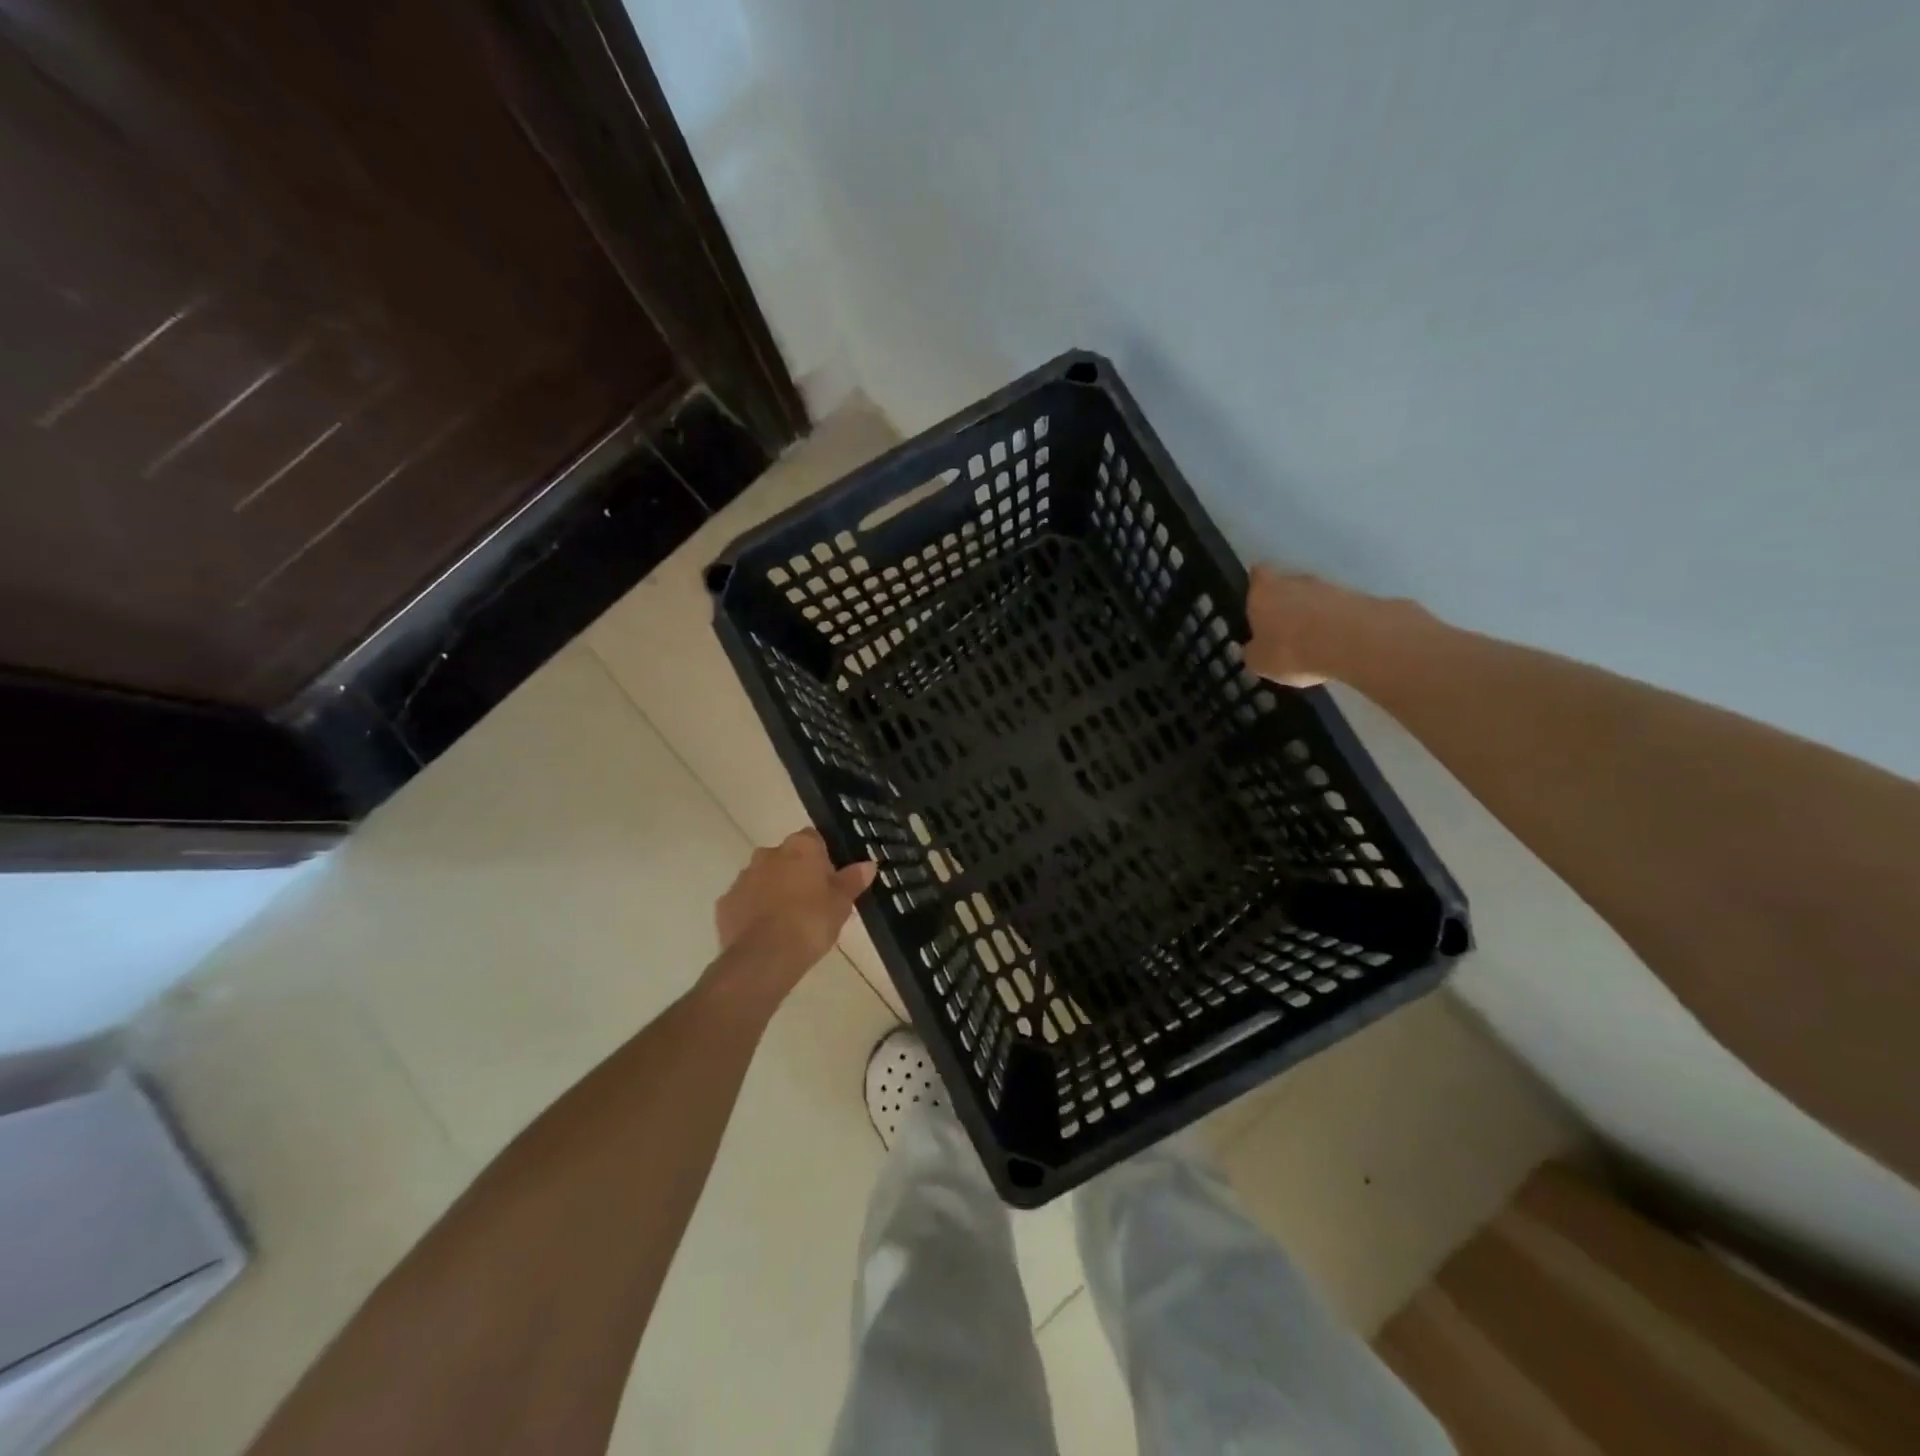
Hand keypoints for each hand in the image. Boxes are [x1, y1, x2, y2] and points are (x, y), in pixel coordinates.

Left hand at [712, 829, 875, 996]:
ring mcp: (743, 877)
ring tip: (788, 921)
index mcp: (800, 847)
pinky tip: (766, 933)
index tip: (829, 880)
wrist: (764, 957)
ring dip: (773, 891)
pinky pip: (744, 901)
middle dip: (796, 873)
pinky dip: (754, 911)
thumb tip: (868, 864)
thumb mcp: (841, 904)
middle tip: (812, 902)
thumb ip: (852, 880)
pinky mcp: (725, 903)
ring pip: (763, 878)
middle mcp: (768, 854)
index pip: (813, 839)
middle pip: (786, 857)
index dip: (822, 858)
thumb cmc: (811, 922)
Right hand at [1245, 566, 1420, 687]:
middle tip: (1282, 631)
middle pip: (1286, 585)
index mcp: (1263, 591)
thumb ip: (1254, 652)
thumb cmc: (1291, 649)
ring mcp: (1328, 586)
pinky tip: (1333, 645)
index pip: (1257, 575)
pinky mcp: (1356, 597)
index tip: (1256, 603)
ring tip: (1311, 643)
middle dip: (1285, 604)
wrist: (1352, 642)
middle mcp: (1294, 580)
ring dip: (1311, 614)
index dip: (1257, 587)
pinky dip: (1333, 623)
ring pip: (1313, 597)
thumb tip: (1254, 649)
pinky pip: (1336, 610)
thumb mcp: (1260, 662)